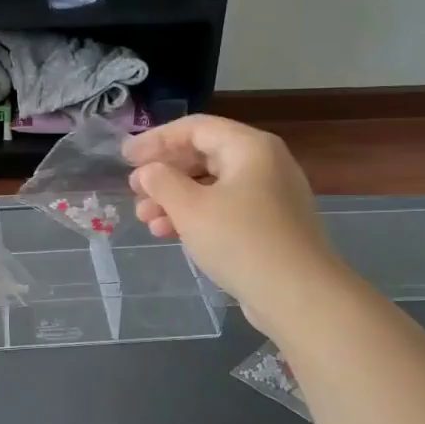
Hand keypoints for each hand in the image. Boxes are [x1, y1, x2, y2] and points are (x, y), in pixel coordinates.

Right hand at [122, 115, 342, 322]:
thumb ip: (162, 182)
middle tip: (134, 191)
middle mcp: (263, 163)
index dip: (155, 139)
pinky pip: (224, 208)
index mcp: (249, 147)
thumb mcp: (190, 208)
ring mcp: (269, 195)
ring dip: (174, 199)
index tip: (125, 157)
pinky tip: (169, 234)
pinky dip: (195, 215)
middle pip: (203, 155)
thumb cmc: (241, 241)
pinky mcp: (269, 224)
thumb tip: (149, 171)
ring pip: (211, 186)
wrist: (298, 295)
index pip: (195, 128)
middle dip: (164, 174)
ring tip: (145, 219)